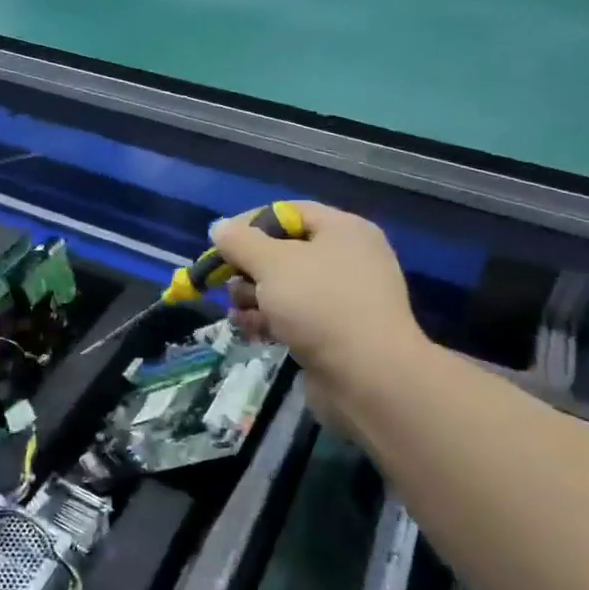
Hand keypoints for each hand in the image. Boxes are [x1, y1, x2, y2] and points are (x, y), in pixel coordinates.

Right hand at [210, 203, 426, 400]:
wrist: (369, 377)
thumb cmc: (320, 305)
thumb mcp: (272, 264)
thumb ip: (240, 242)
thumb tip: (220, 227)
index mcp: (343, 230)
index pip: (288, 212)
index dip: (250, 223)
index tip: (220, 244)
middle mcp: (347, 258)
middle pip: (284, 251)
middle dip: (249, 268)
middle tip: (227, 283)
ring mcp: (344, 298)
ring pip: (285, 286)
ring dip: (255, 297)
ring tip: (239, 312)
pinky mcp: (336, 332)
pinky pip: (295, 316)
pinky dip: (271, 320)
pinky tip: (251, 331)